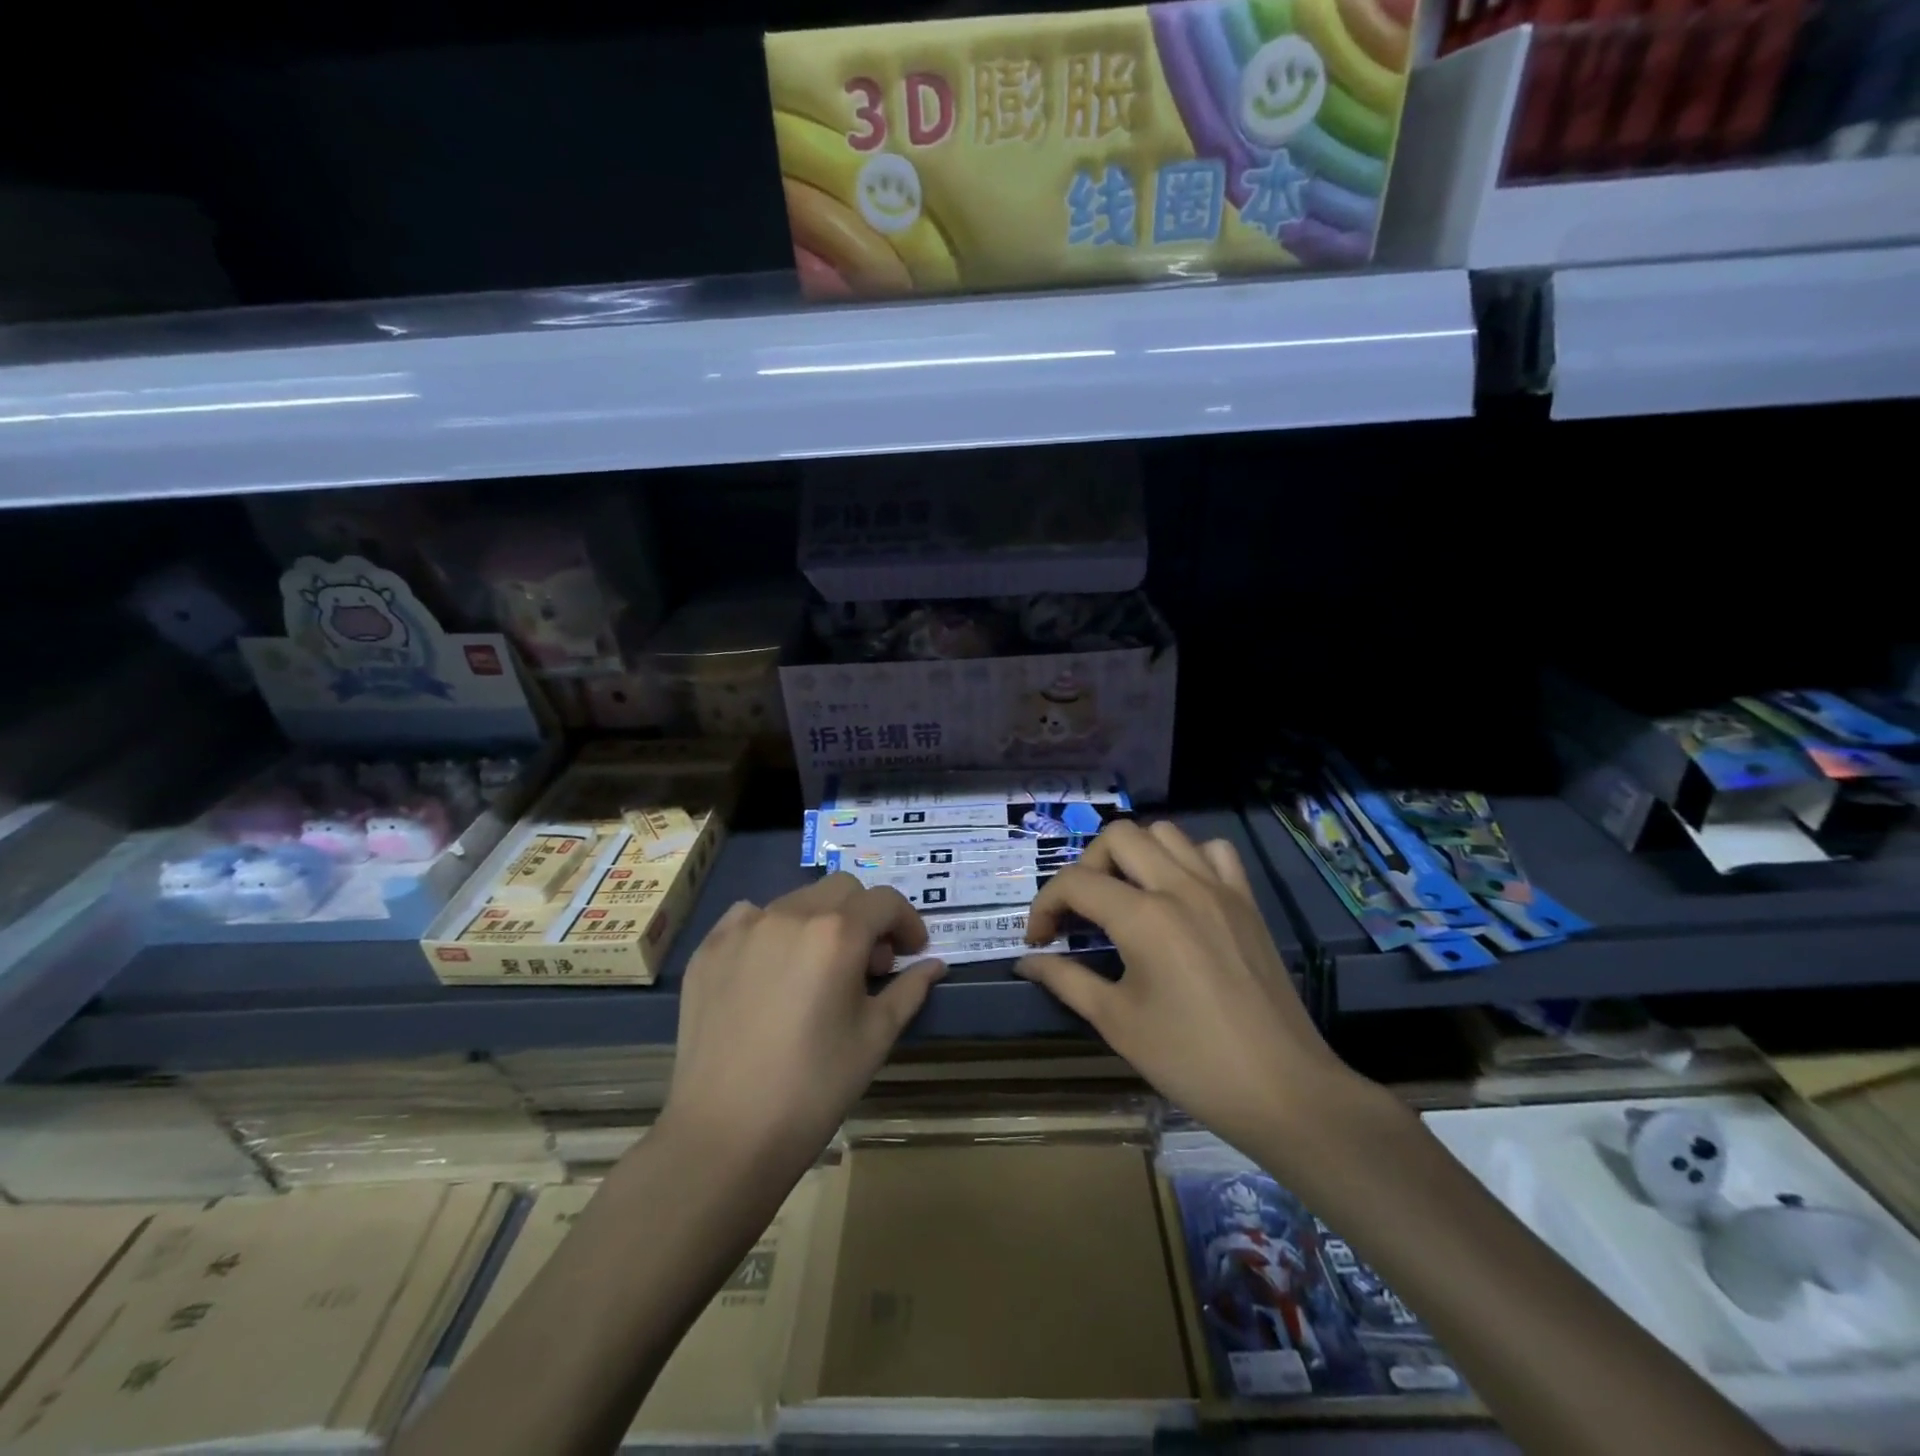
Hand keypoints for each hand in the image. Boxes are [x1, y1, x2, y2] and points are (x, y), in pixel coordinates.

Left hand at [662, 874, 945, 1172]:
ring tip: (818, 970)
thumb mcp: (875, 1037)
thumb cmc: (814, 1087)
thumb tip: (934, 965)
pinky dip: (772, 929)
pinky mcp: (710, 948)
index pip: (885, 902)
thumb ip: (909, 990)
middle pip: (842, 890)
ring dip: (820, 921)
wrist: (725, 1133)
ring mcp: (743, 927)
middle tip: (868, 964)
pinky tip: (771, 969)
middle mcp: (790, 914)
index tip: (911, 953)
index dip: (907, 923)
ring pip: (796, 900)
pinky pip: (749, 917)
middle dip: (866, 916)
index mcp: (837, 933)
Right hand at [1017, 820, 1364, 1163]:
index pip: (1075, 882)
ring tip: (1125, 896)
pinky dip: (1187, 858)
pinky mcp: (1247, 901)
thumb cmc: (1191, 1061)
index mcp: (1143, 917)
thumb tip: (1026, 962)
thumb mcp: (1117, 1022)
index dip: (1044, 905)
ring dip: (1134, 854)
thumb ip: (1065, 980)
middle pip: (1118, 836)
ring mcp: (1219, 889)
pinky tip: (1179, 892)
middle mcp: (1180, 886)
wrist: (1283, 1089)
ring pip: (1165, 832)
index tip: (1038, 940)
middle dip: (1086, 866)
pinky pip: (1214, 851)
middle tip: (1082, 911)